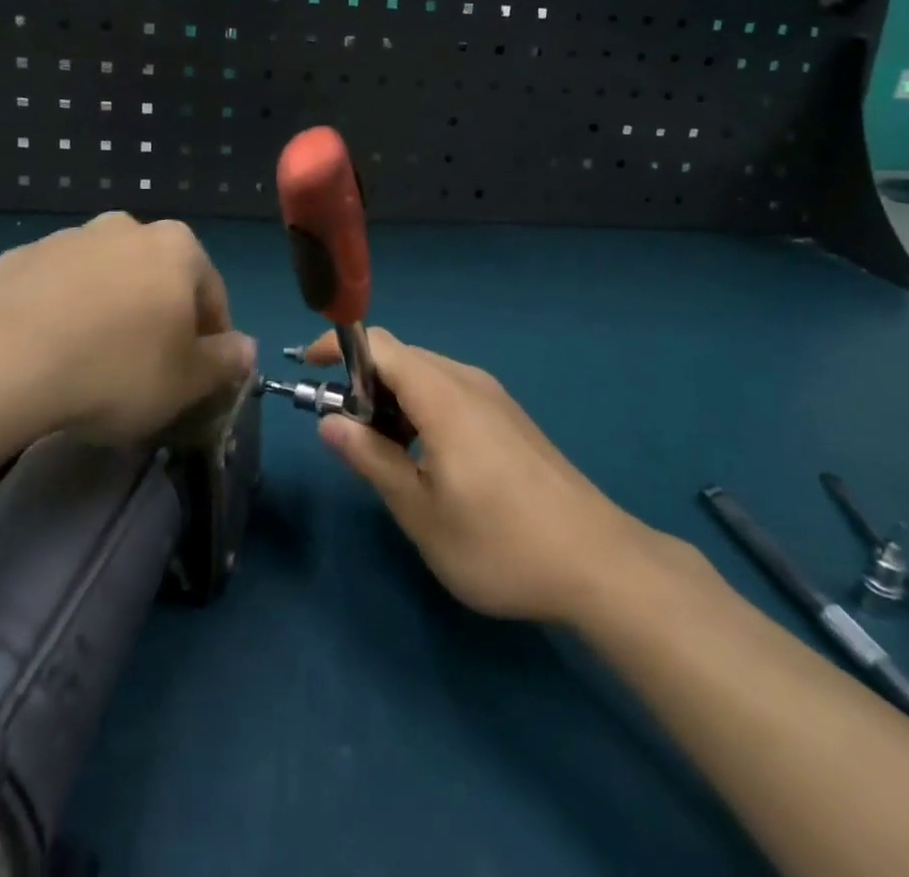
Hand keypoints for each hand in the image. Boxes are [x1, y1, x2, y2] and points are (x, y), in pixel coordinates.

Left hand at [0, 212, 256, 444]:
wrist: (2, 363)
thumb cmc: (116, 369)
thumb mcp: (187, 380)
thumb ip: (226, 361)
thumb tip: (245, 348)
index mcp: (176, 247)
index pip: (211, 295)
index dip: (210, 340)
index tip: (197, 378)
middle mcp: (124, 228)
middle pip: (156, 280)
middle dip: (158, 318)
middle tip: (146, 370)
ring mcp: (66, 239)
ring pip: (104, 280)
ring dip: (108, 311)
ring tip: (92, 364)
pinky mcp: (16, 258)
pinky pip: (55, 289)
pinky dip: (61, 313)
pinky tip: (49, 353)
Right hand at [305, 329, 657, 623]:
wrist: (599, 563)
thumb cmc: (500, 542)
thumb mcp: (421, 511)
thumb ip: (371, 460)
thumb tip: (329, 422)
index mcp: (443, 395)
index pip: (379, 344)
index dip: (337, 348)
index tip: (309, 372)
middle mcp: (468, 381)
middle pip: (401, 358)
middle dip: (363, 385)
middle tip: (348, 436)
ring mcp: (493, 398)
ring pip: (426, 377)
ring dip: (393, 402)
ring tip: (384, 456)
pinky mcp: (509, 418)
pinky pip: (451, 394)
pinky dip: (421, 411)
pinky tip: (426, 460)